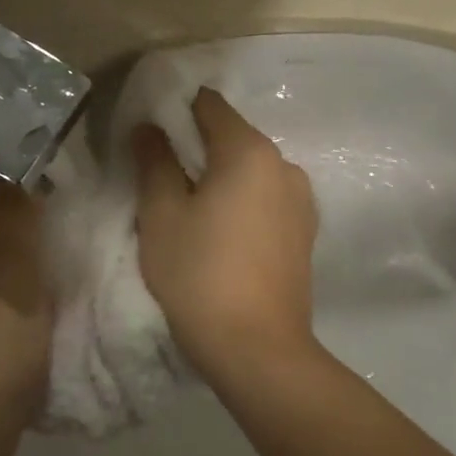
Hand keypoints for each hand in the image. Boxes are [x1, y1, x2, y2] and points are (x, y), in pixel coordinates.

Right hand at [132, 88, 319, 387]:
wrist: (258, 349)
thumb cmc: (200, 276)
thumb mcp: (162, 215)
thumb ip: (154, 161)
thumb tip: (149, 127)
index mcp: (250, 151)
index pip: (210, 106)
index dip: (176, 112)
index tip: (151, 136)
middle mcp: (285, 165)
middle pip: (233, 138)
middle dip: (197, 149)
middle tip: (162, 179)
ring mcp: (302, 201)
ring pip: (251, 172)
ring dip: (221, 179)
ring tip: (192, 212)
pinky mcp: (305, 233)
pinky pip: (266, 200)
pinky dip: (243, 203)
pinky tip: (223, 236)